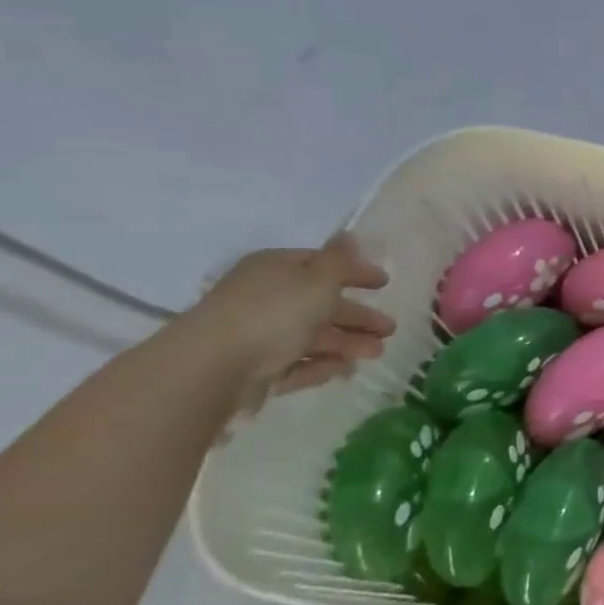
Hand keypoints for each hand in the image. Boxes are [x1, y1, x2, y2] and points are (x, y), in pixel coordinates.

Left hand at [180, 234, 394, 403]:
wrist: (214, 366)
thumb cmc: (274, 312)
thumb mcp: (318, 279)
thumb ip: (340, 260)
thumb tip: (348, 234)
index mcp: (276, 269)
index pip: (321, 264)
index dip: (354, 272)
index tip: (384, 284)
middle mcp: (266, 298)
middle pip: (320, 305)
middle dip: (357, 317)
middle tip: (389, 329)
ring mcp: (259, 335)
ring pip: (312, 337)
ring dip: (347, 343)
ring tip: (377, 354)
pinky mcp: (255, 368)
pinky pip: (296, 363)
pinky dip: (321, 365)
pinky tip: (345, 370)